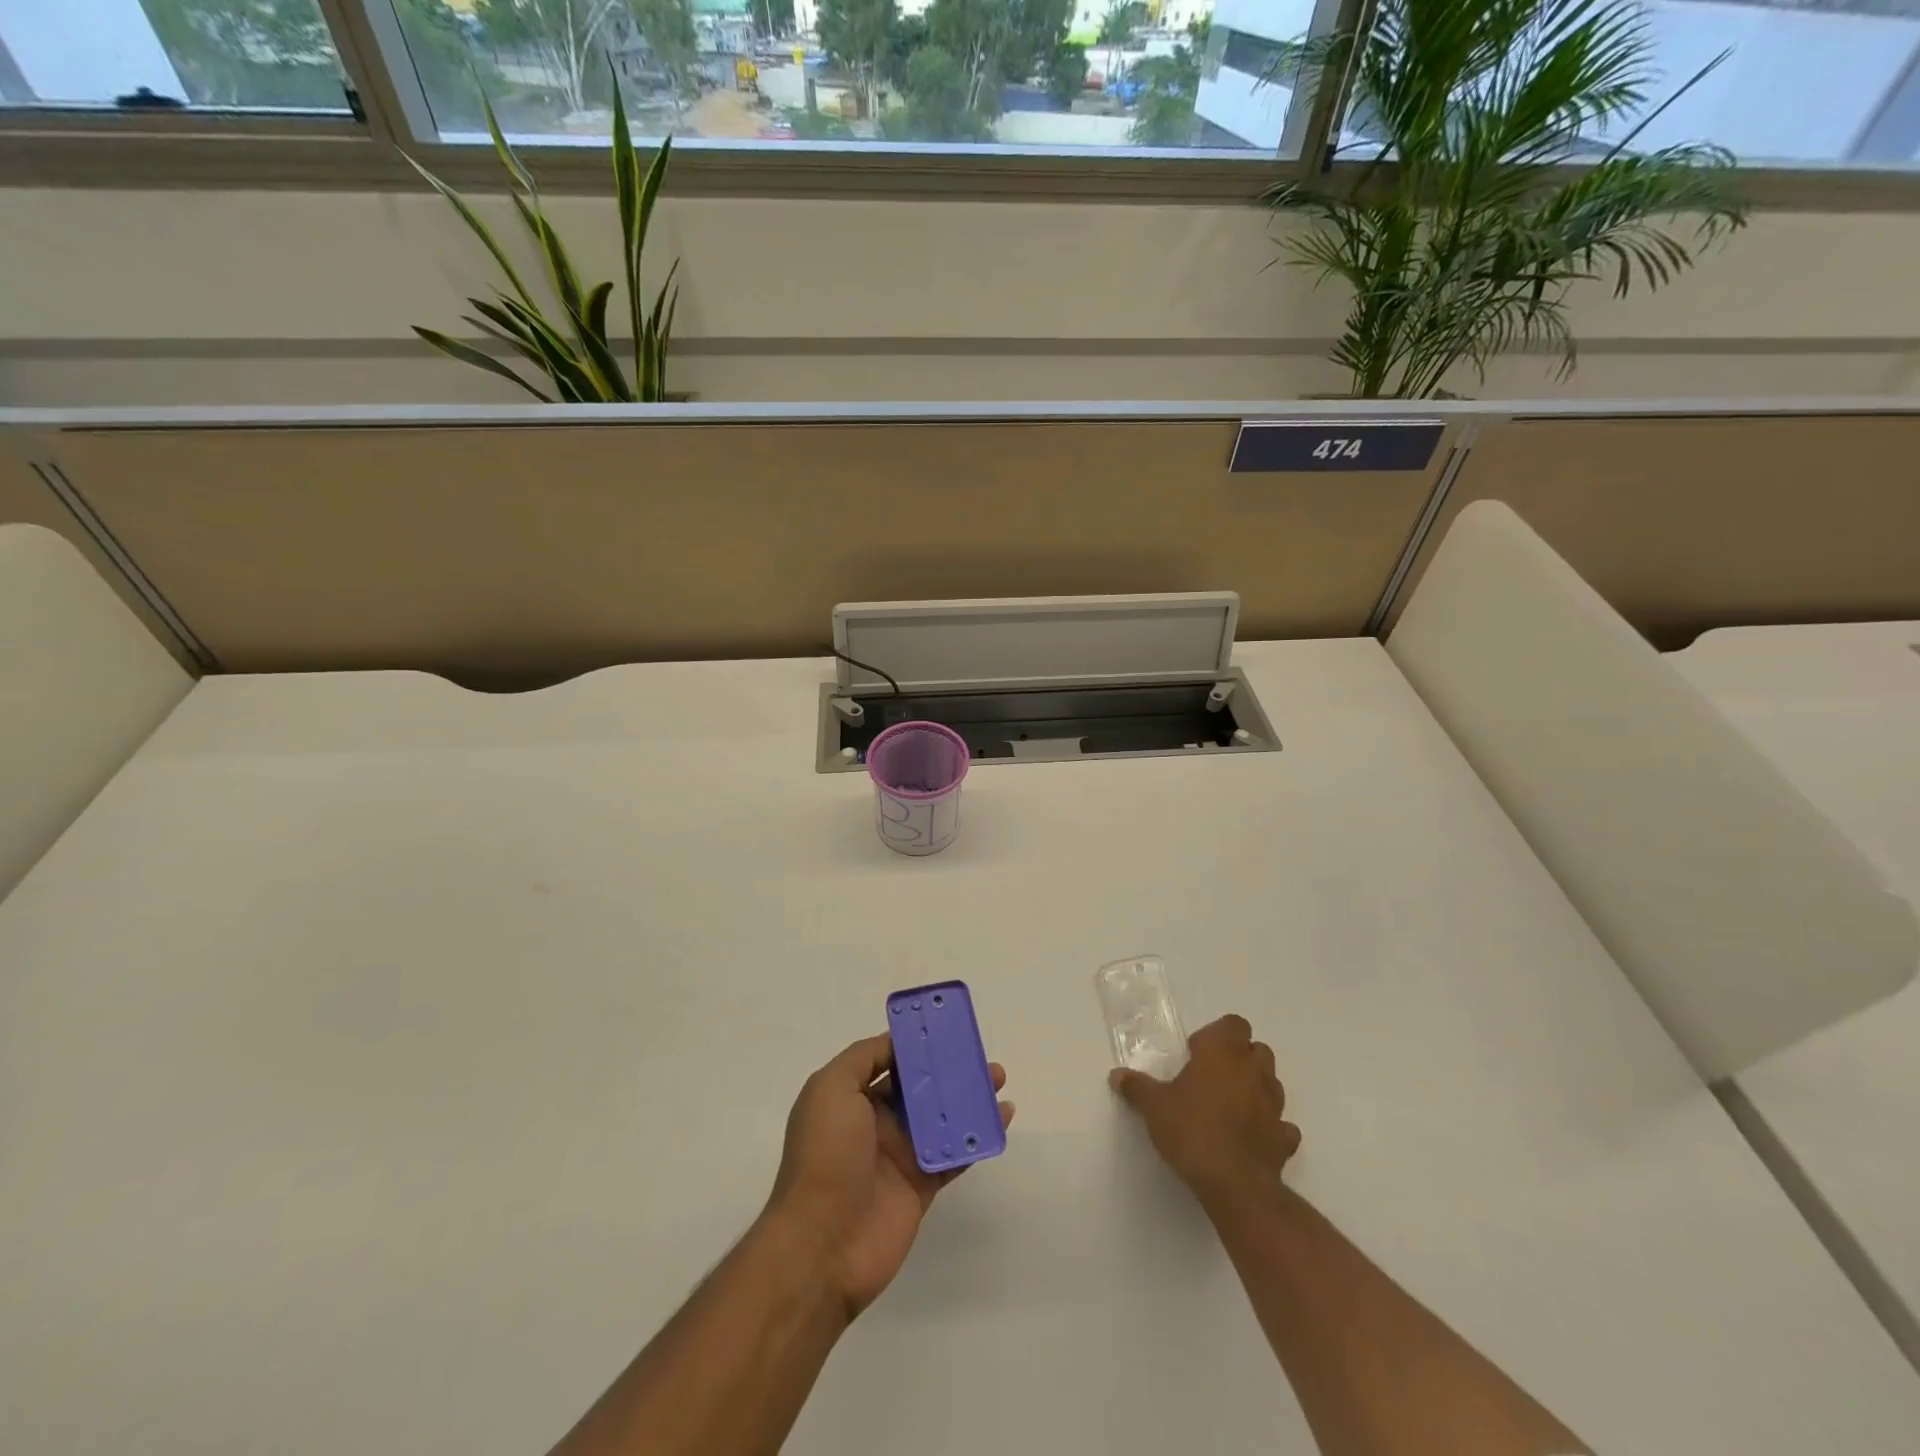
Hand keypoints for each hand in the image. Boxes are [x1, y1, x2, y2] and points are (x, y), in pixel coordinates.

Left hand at [765, 1034, 1014, 1319]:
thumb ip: (864, 1058)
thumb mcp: (831, 1089)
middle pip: (921, 1087)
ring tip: (998, 1080)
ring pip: (942, 1117)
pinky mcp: (922, 1185)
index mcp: (852, 1097)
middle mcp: (876, 1121)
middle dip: (949, 1068)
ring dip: (969, 1097)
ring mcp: (900, 1154)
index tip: (947, 1029)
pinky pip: (956, 1154)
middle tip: (981, 1055)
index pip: (889, 1061)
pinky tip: (1002, 1118)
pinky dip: (979, 1136)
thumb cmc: (825, 1155)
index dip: (916, 1044)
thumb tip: (897, 1042)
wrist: (823, 1244)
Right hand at [1109, 1014, 1299, 1201]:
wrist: (1234, 1184)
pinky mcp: (1284, 1138)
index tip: (1196, 1053)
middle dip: (1240, 1058)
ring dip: (1256, 1088)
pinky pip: (1281, 1125)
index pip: (1234, 1024)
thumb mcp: (1154, 1106)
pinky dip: (1270, 1127)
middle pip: (1257, 1050)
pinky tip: (1252, 1137)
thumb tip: (1117, 1075)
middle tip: (1212, 1077)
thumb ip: (1137, 1087)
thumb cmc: (1191, 1130)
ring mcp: (1275, 1105)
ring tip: (1230, 1106)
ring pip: (1272, 1083)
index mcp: (1223, 1053)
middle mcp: (1253, 1071)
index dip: (1218, 1034)